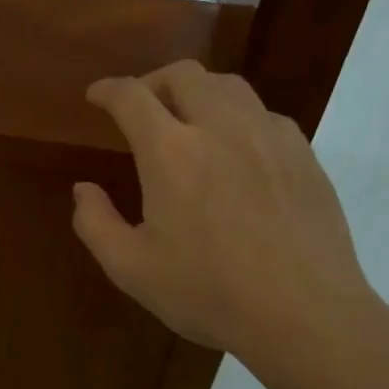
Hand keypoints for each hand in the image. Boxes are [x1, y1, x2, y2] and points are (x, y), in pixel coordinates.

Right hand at [71, 61, 383, 366]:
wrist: (305, 314)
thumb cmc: (210, 293)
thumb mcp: (132, 269)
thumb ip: (95, 223)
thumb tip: (83, 189)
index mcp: (171, 152)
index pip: (131, 96)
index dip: (107, 90)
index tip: (96, 96)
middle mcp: (220, 127)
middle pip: (184, 74)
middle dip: (153, 81)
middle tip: (142, 108)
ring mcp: (268, 136)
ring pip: (229, 85)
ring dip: (198, 92)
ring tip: (189, 120)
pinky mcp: (302, 153)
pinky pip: (264, 114)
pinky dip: (238, 117)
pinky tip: (237, 151)